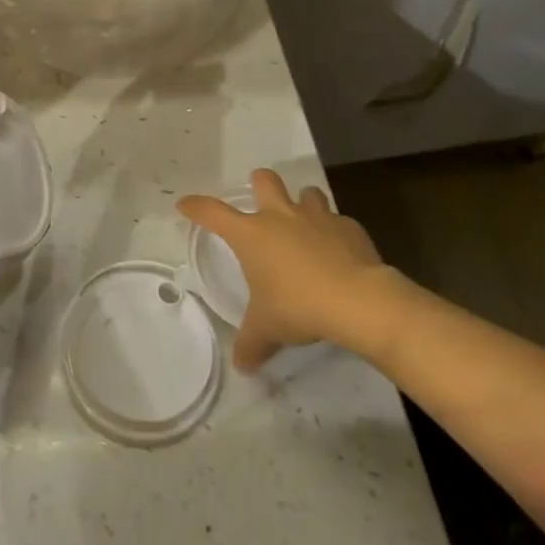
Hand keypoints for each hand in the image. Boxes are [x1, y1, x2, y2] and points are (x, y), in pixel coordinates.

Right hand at [178, 169, 387, 370]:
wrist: (358, 300)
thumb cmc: (299, 307)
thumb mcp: (267, 329)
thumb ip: (251, 343)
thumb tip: (241, 365)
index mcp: (252, 234)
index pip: (213, 213)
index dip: (197, 207)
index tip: (185, 204)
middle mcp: (280, 216)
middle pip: (264, 179)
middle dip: (260, 184)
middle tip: (262, 202)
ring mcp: (317, 217)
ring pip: (306, 192)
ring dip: (303, 204)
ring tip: (305, 225)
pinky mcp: (349, 227)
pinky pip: (338, 222)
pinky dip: (335, 233)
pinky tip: (339, 253)